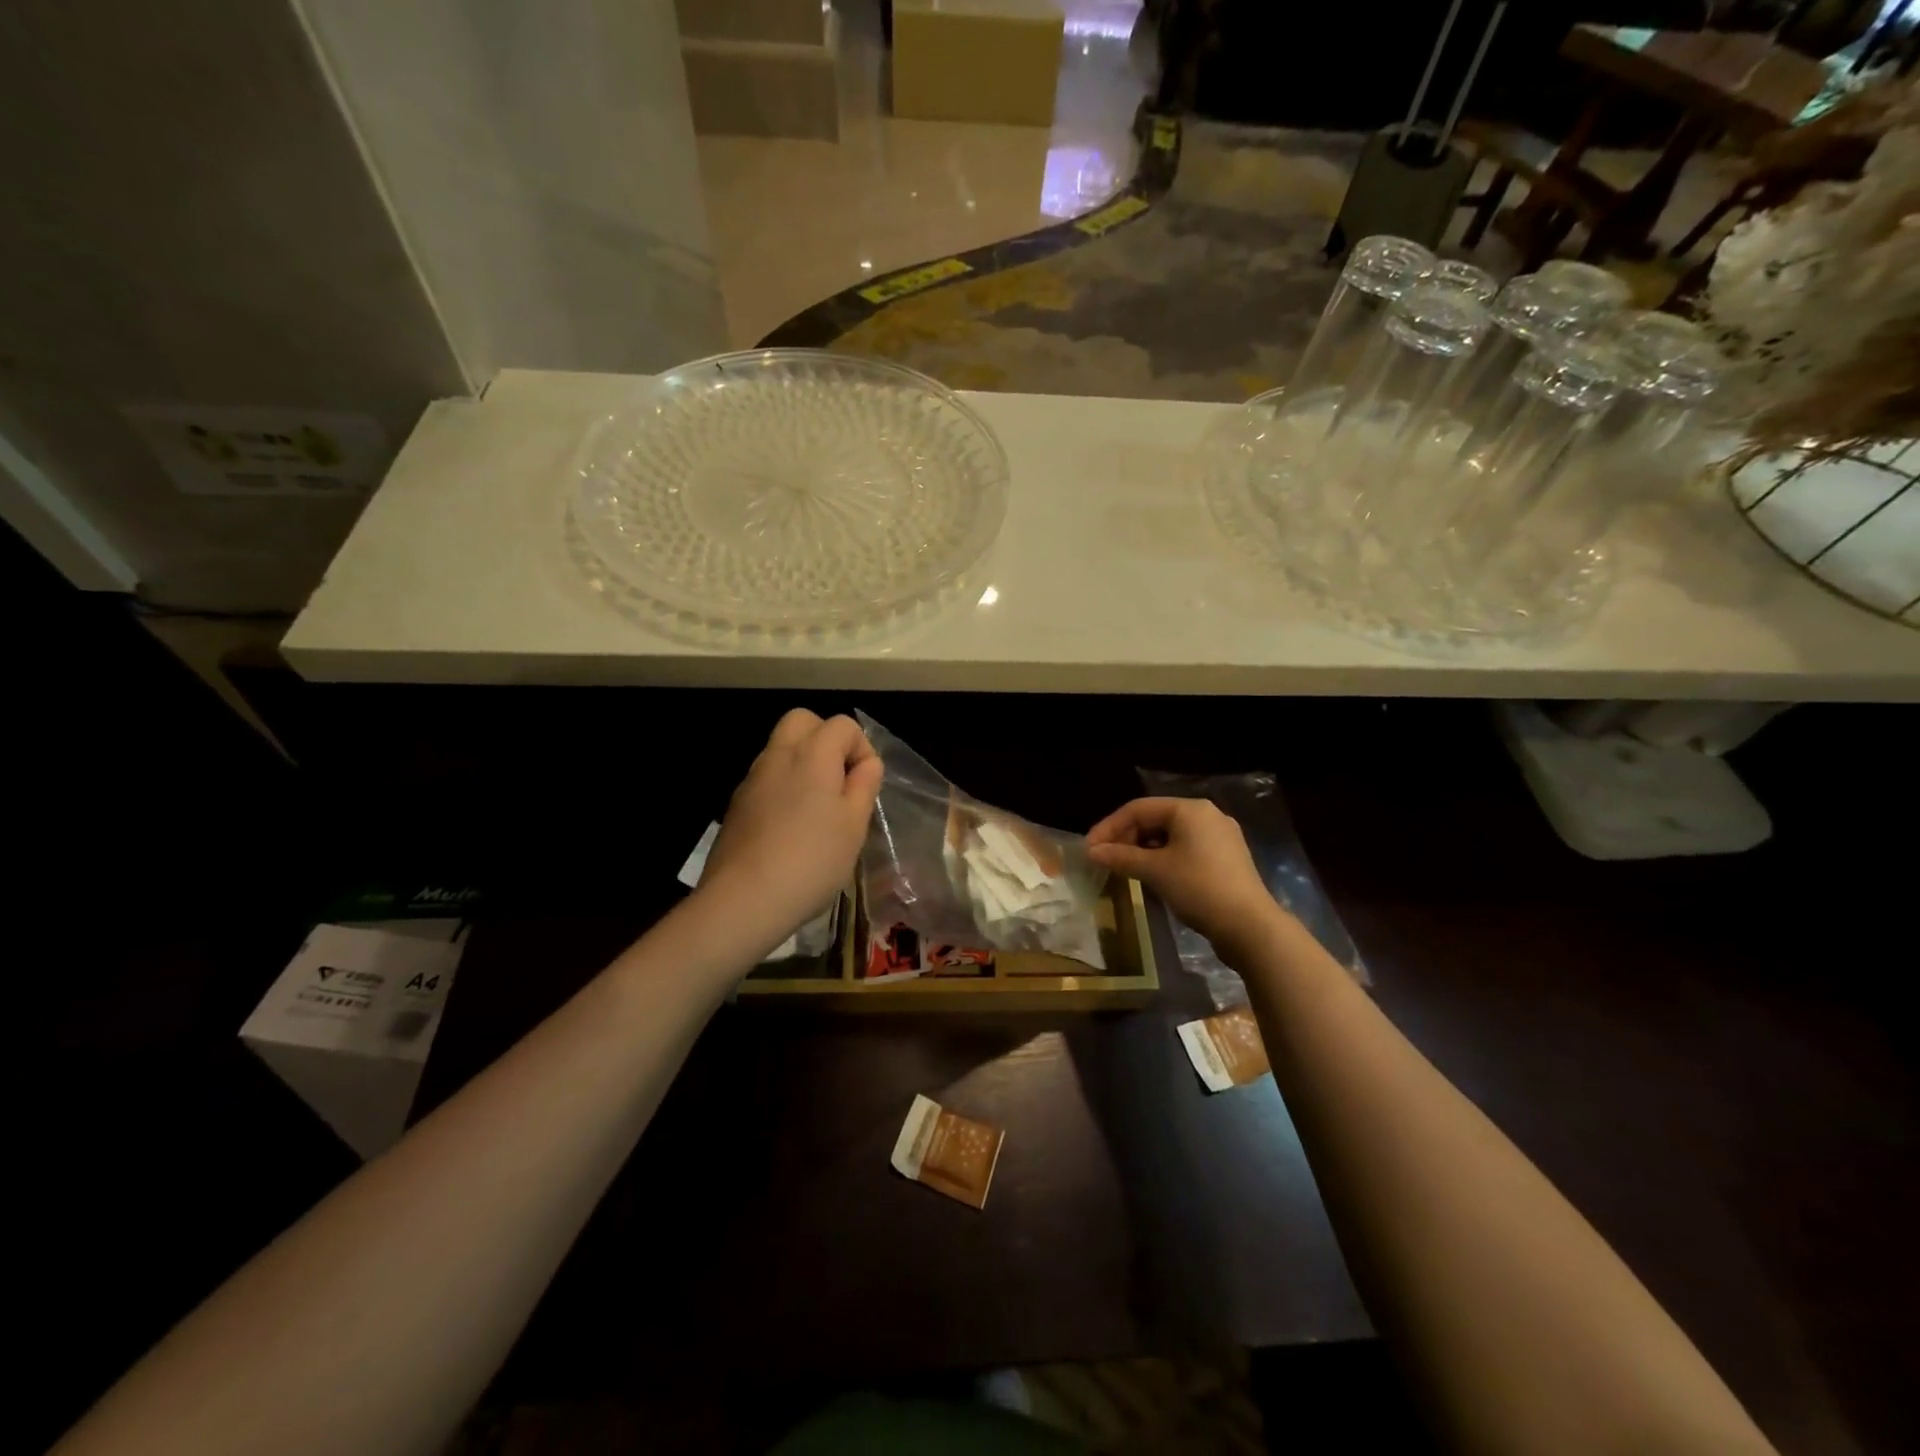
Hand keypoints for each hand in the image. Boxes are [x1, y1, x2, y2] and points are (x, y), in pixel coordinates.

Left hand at [696, 710, 882, 954]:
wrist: (743, 900)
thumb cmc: (812, 860)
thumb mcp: (854, 825)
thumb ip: (864, 786)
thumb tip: (866, 764)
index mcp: (812, 755)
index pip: (843, 725)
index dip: (862, 748)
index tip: (865, 786)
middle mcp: (778, 756)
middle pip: (802, 721)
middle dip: (826, 739)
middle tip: (839, 781)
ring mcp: (752, 779)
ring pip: (781, 748)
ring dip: (803, 763)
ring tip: (818, 809)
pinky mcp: (736, 805)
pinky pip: (766, 778)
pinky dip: (783, 787)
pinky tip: (791, 828)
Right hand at [1086, 797, 1282, 951]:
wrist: (1249, 926)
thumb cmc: (1198, 888)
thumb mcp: (1154, 870)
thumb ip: (1120, 856)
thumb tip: (1091, 851)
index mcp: (1190, 809)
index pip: (1138, 808)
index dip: (1109, 826)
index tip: (1089, 848)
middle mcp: (1207, 815)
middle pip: (1155, 819)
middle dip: (1126, 838)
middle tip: (1105, 860)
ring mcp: (1221, 837)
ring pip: (1170, 835)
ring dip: (1144, 849)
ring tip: (1125, 869)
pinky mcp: (1227, 858)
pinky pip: (1186, 849)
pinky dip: (1164, 858)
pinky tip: (1154, 876)